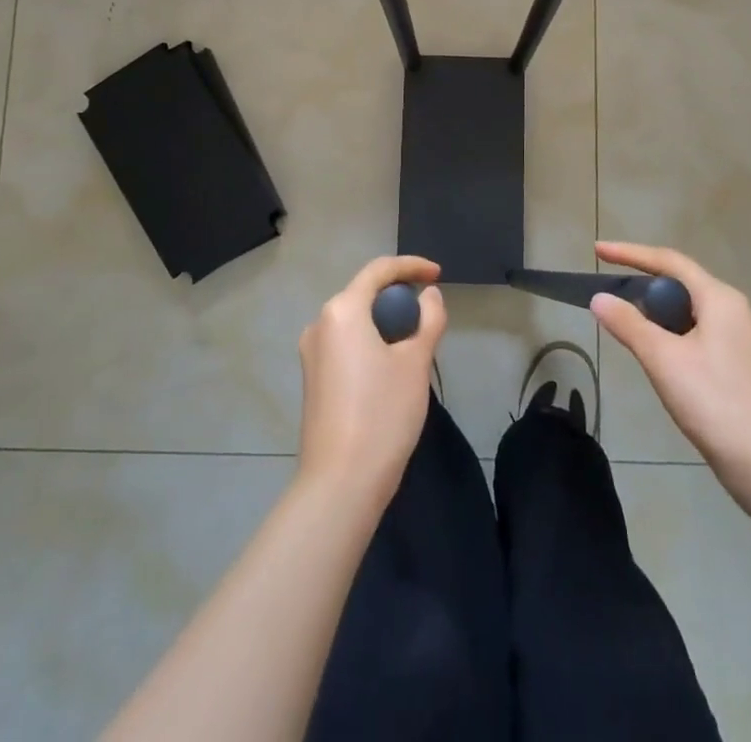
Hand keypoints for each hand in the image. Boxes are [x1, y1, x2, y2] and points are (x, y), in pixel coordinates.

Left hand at [297, 256, 445, 507]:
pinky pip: (346, 343)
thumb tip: (430, 295)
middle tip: (429, 314)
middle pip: (364, 293)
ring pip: (355, 320)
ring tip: (415, 342)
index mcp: (342, 310)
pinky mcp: (313, 378)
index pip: (379, 270)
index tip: (438, 275)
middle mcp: (320, 323)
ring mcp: (312, 353)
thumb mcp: (416, 362)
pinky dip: (371, 341)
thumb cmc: (382, 414)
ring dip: (385, 321)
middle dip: (399, 296)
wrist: (340, 484)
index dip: (412, 266)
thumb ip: (429, 319)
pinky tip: (391, 366)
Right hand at [592, 241, 750, 487]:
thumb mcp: (664, 360)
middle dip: (641, 281)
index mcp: (718, 298)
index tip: (597, 251)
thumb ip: (628, 325)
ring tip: (621, 318)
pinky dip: (666, 332)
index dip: (630, 253)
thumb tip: (598, 298)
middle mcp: (730, 309)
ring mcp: (734, 338)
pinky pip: (691, 332)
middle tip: (606, 288)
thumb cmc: (716, 403)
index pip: (668, 261)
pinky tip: (650, 351)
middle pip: (677, 282)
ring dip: (652, 310)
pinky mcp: (732, 364)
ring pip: (684, 310)